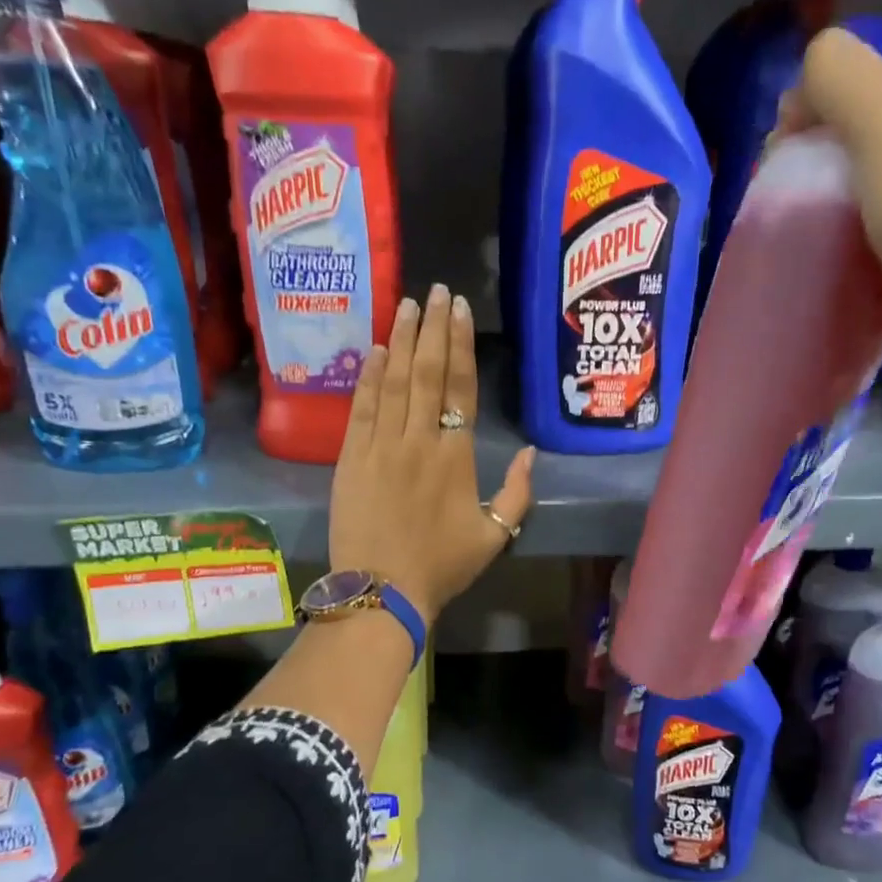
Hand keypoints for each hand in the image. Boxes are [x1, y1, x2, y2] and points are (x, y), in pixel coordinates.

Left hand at [328, 284, 534, 624]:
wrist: (382, 590)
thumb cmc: (442, 565)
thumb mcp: (495, 537)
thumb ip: (517, 493)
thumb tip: (531, 453)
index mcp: (455, 457)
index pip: (459, 388)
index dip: (459, 344)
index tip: (459, 310)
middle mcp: (418, 440)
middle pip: (426, 373)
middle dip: (431, 328)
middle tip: (436, 291)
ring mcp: (380, 446)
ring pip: (392, 382)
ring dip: (400, 340)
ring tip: (406, 305)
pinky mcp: (350, 457)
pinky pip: (361, 407)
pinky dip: (368, 376)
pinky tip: (374, 349)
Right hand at [778, 28, 881, 393]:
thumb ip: (837, 73)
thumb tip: (808, 71)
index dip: (833, 78)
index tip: (794, 122)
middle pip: (872, 108)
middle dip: (822, 131)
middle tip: (786, 164)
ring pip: (869, 161)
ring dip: (827, 177)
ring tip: (796, 201)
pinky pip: (874, 207)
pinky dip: (844, 214)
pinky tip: (822, 230)